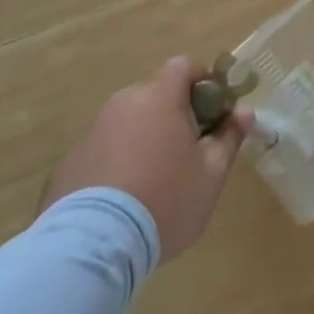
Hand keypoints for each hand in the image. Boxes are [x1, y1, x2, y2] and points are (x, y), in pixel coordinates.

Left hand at [39, 57, 254, 262]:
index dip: (202, 84)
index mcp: (159, 97)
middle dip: (173, 116)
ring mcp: (92, 131)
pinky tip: (121, 201)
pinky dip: (116, 163)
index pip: (184, 67)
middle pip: (155, 96)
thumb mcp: (212, 173)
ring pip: (128, 123)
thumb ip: (229, 137)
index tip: (211, 115)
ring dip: (143, 139)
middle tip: (186, 155)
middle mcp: (123, 103)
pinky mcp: (69, 161)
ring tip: (151, 183)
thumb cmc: (166, 199)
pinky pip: (103, 150)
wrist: (94, 245)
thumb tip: (244, 111)